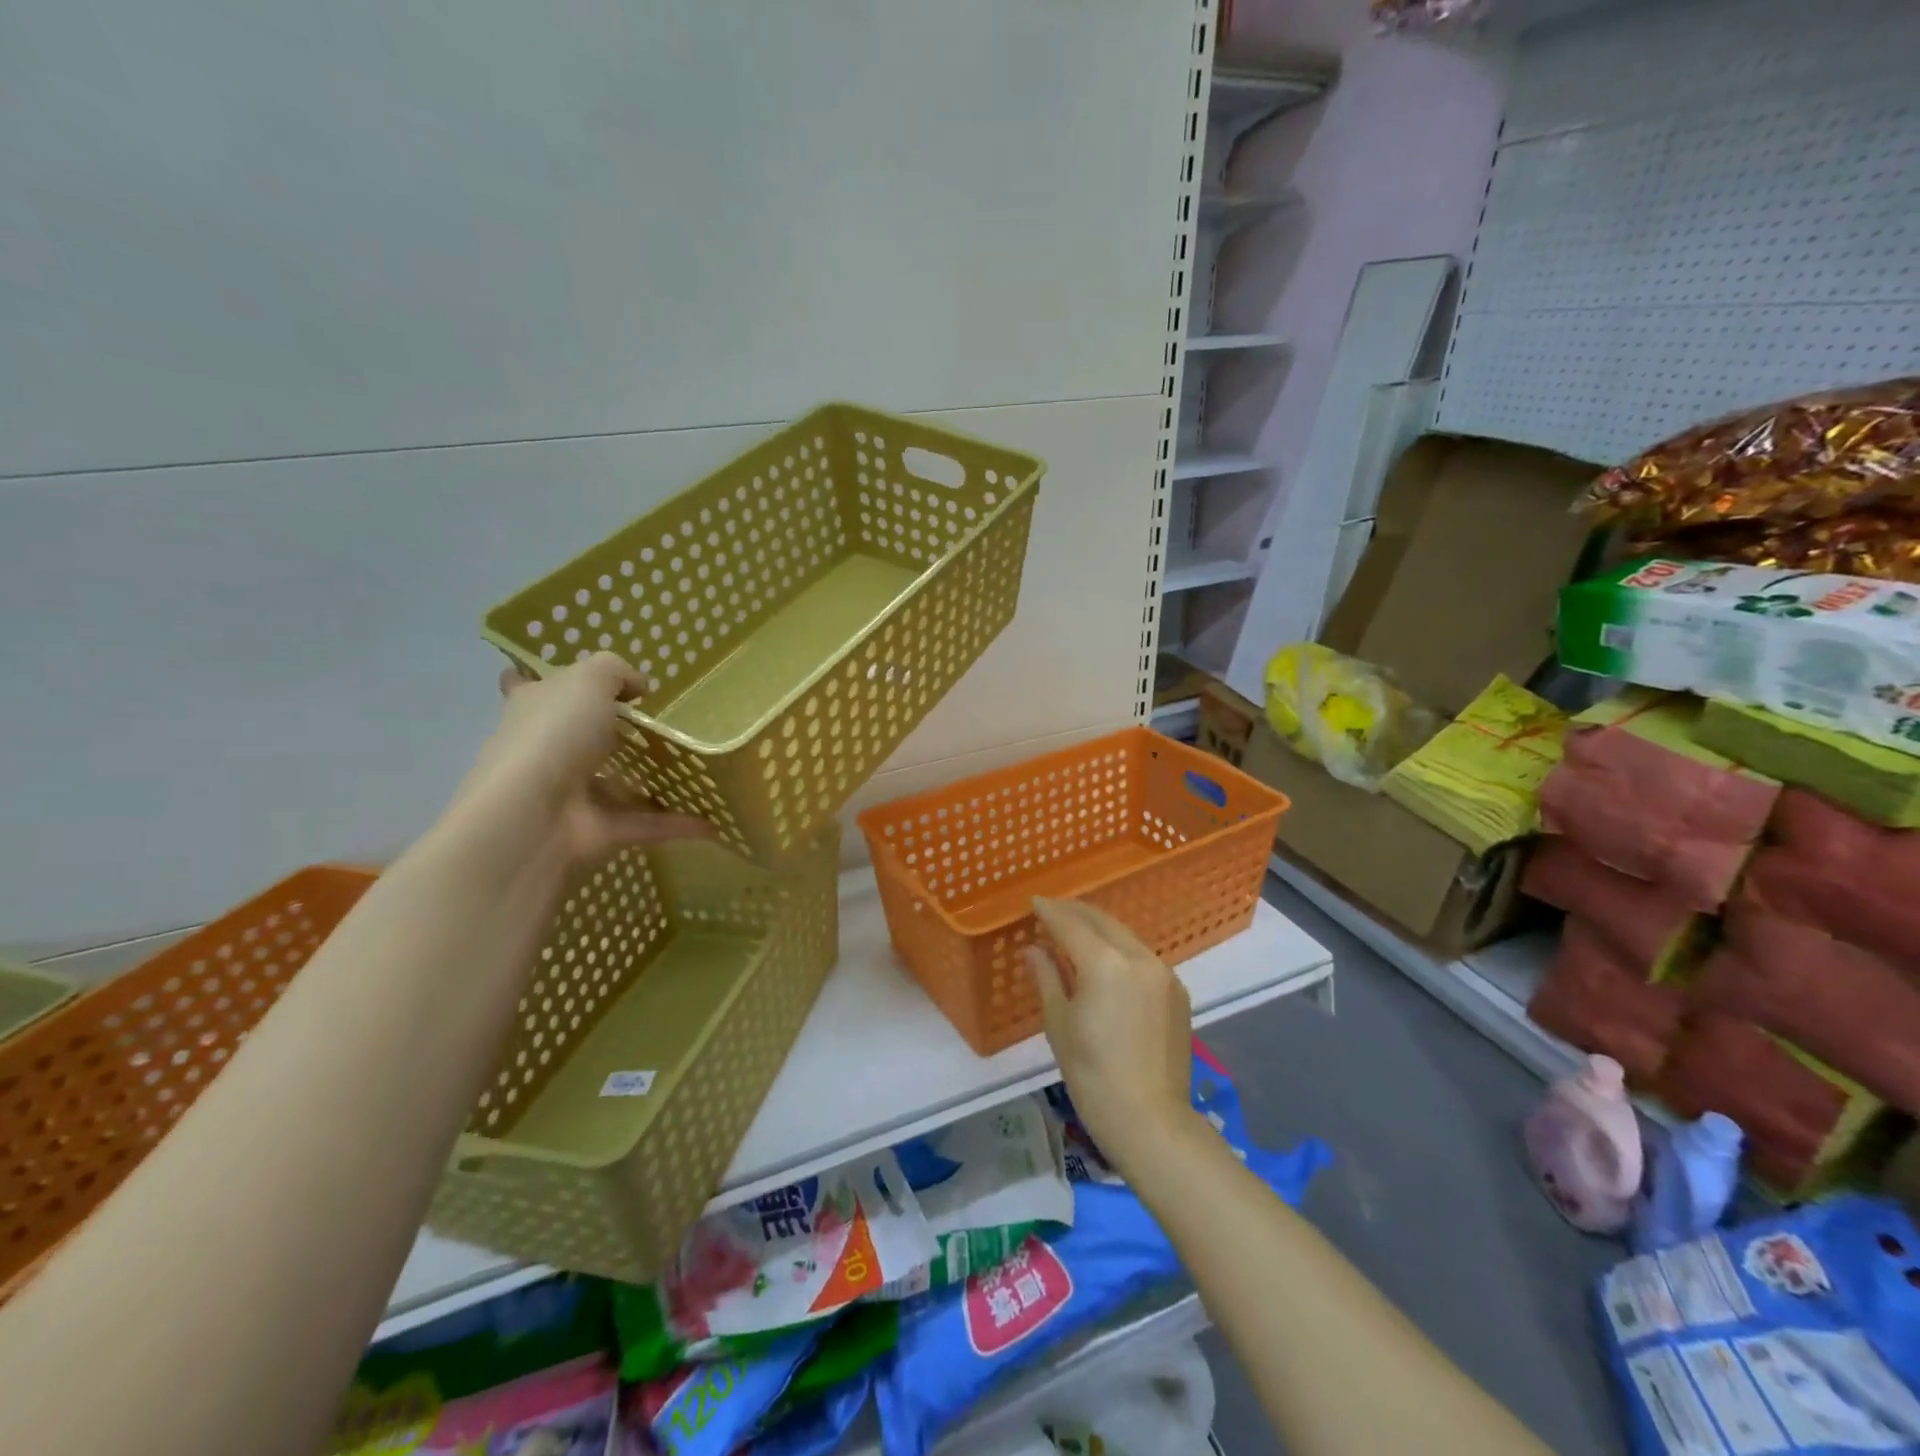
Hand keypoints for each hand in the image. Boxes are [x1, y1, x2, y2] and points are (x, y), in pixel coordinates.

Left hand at [446, 652, 721, 869]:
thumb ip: (616, 672)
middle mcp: (548, 751)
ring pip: (618, 785)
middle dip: (611, 734)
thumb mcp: (589, 680)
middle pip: (578, 738)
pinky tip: (715, 819)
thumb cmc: (555, 734)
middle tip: (661, 725)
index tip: (565, 680)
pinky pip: (647, 823)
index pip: (526, 688)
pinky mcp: (600, 831)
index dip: (543, 682)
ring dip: (652, 783)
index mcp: (535, 709)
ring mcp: (573, 795)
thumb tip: (638, 688)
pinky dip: (678, 822)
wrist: (533, 816)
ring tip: (699, 772)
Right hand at [1027, 898, 1199, 1176]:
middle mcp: (1138, 957)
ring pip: (1125, 936)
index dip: (1050, 912)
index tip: (1034, 903)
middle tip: (1052, 911)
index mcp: (1104, 963)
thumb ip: (1046, 977)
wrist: (1150, 1119)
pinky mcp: (1177, 991)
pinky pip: (1142, 957)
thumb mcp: (1059, 1023)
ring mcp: (1163, 973)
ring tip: (1075, 933)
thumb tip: (1034, 950)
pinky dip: (1120, 950)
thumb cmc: (1091, 1075)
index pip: (1071, 924)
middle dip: (1075, 912)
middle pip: (1103, 921)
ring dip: (1099, 929)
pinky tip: (1106, 961)